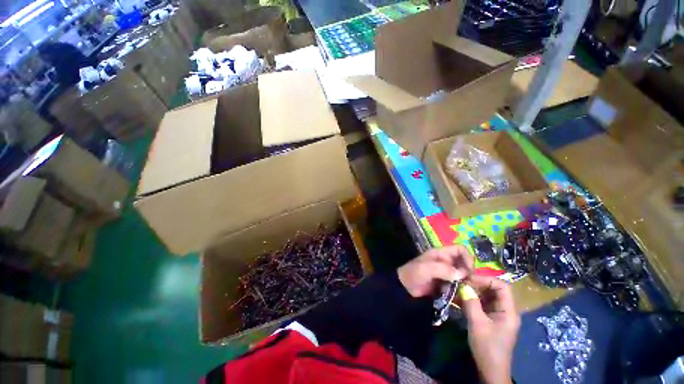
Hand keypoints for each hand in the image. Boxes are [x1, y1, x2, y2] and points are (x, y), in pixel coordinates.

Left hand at [397, 245, 474, 297]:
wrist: (405, 288)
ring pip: (463, 276)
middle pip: (464, 264)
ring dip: (466, 284)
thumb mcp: (426, 268)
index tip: (469, 271)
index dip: (467, 258)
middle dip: (469, 274)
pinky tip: (459, 297)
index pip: (460, 250)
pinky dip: (461, 290)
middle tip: (469, 285)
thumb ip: (443, 269)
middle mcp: (446, 262)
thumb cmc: (414, 273)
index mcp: (441, 253)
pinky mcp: (447, 284)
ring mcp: (447, 274)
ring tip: (464, 292)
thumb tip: (463, 273)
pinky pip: (459, 286)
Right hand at [460, 275, 519, 383]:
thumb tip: (463, 285)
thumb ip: (471, 303)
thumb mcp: (477, 324)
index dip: (486, 279)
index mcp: (508, 311)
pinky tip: (458, 299)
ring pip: (485, 296)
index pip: (502, 286)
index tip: (469, 279)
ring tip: (457, 290)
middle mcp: (505, 310)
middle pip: (493, 289)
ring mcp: (497, 314)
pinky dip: (470, 300)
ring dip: (471, 292)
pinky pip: (481, 304)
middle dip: (476, 284)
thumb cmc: (487, 347)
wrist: (490, 370)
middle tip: (460, 284)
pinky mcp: (489, 319)